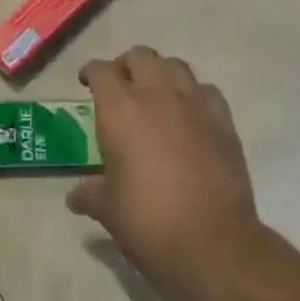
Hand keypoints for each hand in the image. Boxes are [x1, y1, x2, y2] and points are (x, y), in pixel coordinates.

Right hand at [67, 46, 270, 300]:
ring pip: (176, 66)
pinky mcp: (224, 123)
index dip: (90, 73)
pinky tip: (190, 115)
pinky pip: (207, 91)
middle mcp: (157, 95)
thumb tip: (75, 197)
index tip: (86, 84)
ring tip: (155, 95)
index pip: (101, 70)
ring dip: (161, 74)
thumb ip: (90, 194)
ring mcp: (195, 105)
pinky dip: (195, 95)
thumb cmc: (148, 222)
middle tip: (120, 87)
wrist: (212, 244)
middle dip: (126, 66)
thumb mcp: (108, 209)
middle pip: (140, 56)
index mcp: (120, 108)